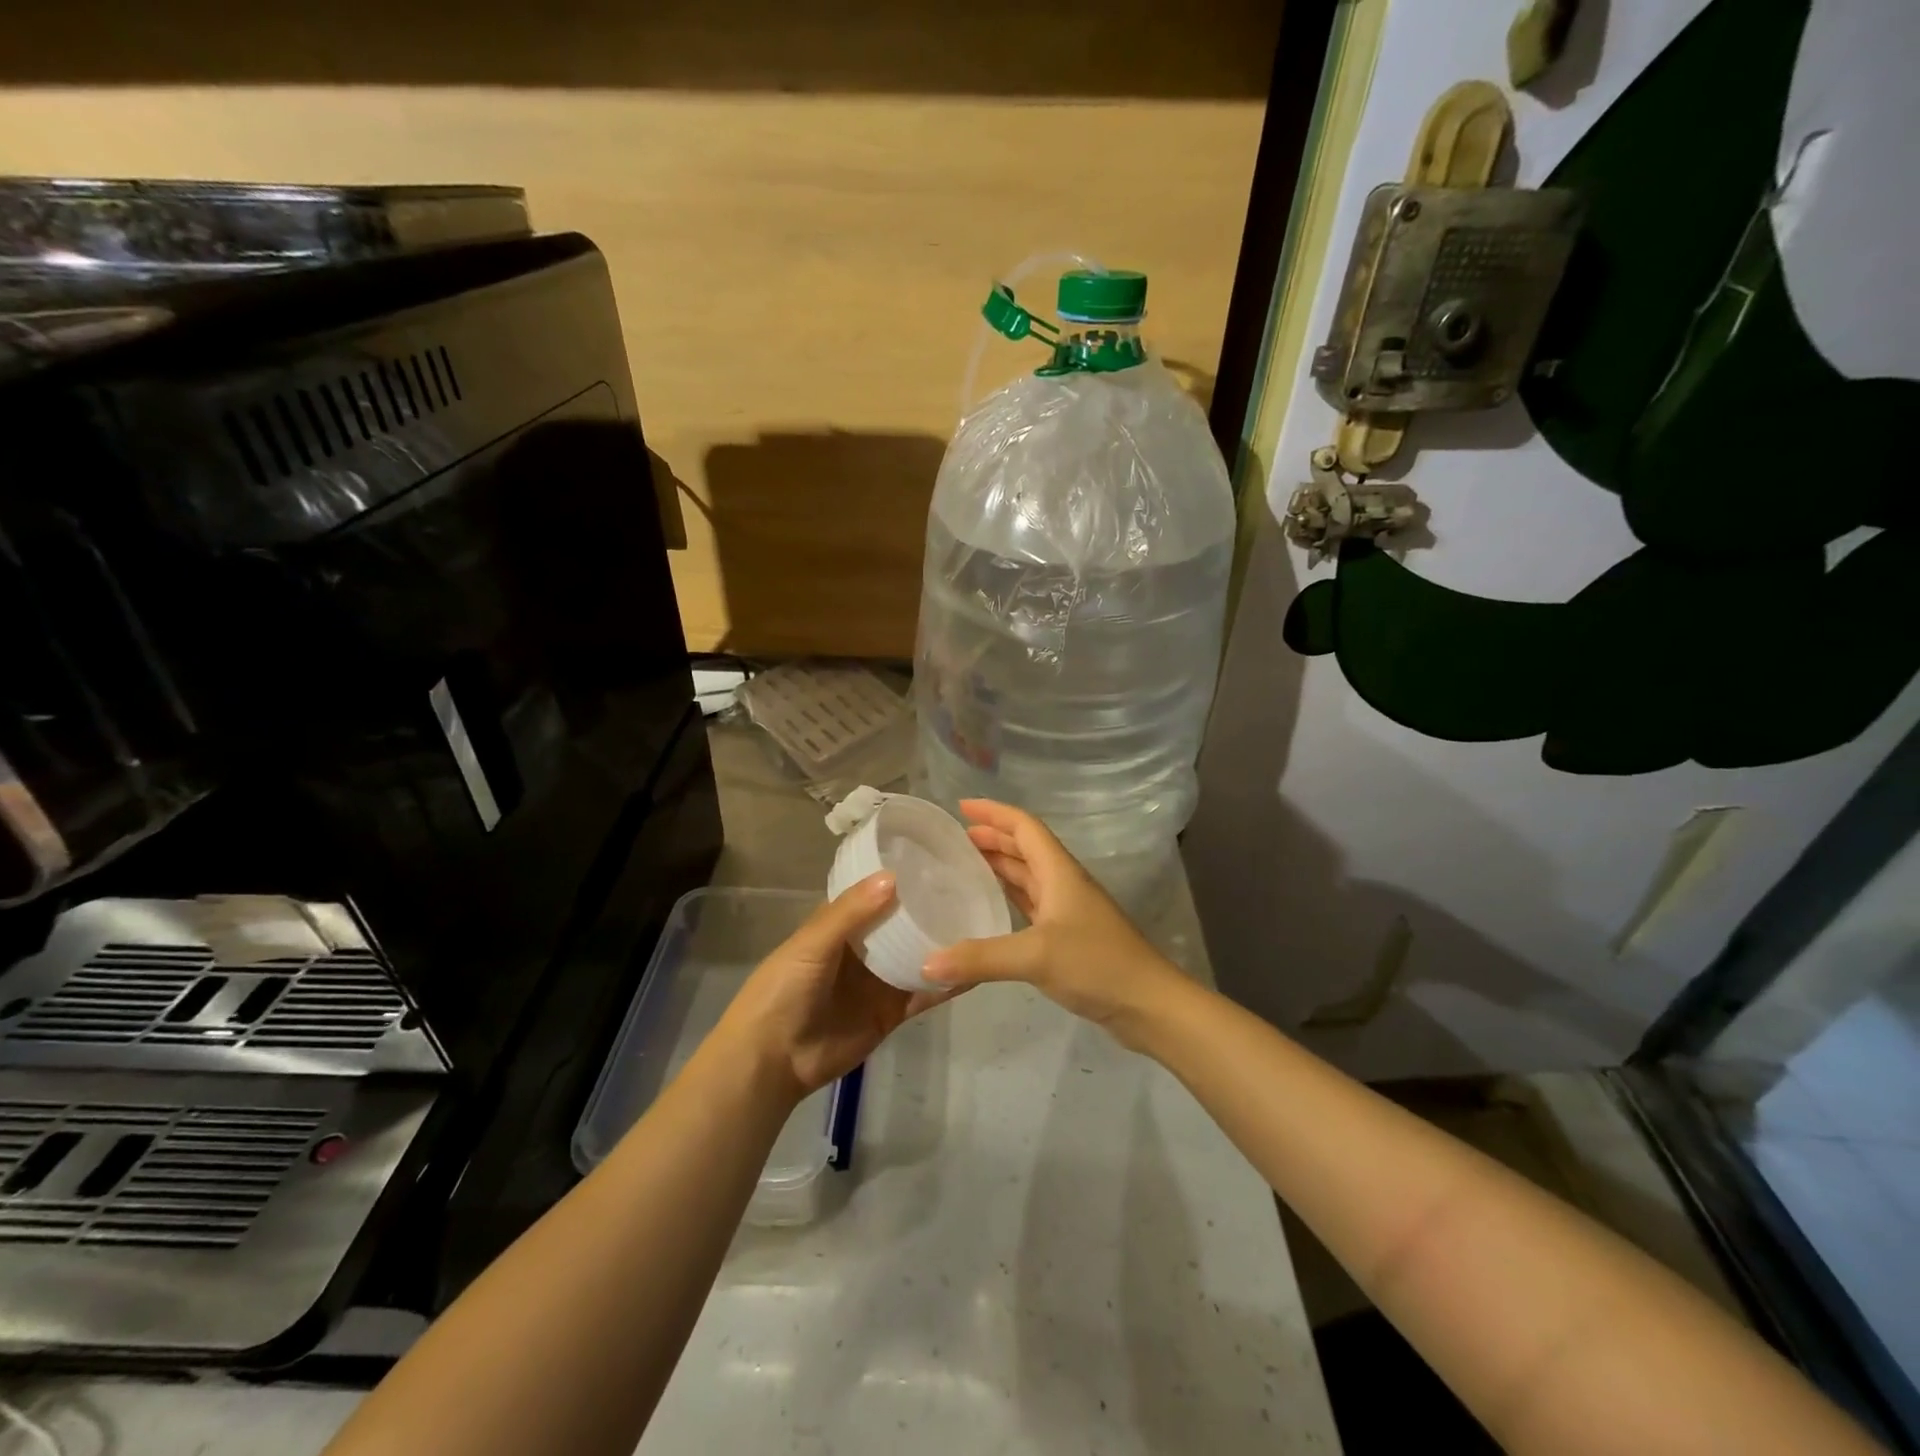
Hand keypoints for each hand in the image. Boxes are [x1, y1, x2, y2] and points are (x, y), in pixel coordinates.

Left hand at [717, 872, 957, 1102]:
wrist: (772, 1060)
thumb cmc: (783, 990)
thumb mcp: (812, 944)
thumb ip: (851, 913)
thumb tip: (894, 876)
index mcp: (839, 925)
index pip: (875, 893)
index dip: (901, 878)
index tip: (938, 859)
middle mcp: (862, 949)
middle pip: (901, 924)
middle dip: (930, 909)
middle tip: (972, 886)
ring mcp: (879, 981)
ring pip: (917, 956)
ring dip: (943, 944)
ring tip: (982, 922)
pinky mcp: (892, 1012)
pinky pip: (923, 994)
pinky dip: (946, 984)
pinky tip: (975, 970)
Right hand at [922, 800, 1183, 1048]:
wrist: (1148, 1004)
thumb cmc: (1097, 964)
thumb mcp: (1036, 956)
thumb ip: (980, 958)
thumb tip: (926, 964)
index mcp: (1060, 872)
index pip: (1024, 827)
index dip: (994, 813)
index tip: (961, 807)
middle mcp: (1064, 883)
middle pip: (1026, 848)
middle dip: (993, 838)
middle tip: (955, 839)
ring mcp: (1068, 911)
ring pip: (1029, 876)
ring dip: (1000, 865)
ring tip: (965, 865)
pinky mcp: (1069, 937)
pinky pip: (1032, 904)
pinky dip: (1009, 897)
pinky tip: (991, 906)